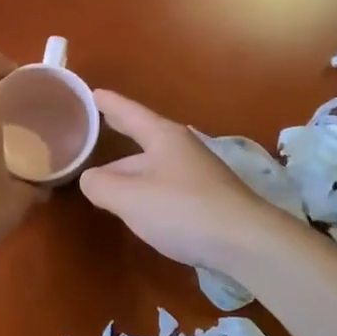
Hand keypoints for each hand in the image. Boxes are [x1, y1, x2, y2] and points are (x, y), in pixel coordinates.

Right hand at [79, 90, 296, 271]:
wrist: (247, 242)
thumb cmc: (183, 210)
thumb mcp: (130, 198)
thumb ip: (101, 185)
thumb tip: (89, 178)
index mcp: (163, 137)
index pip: (129, 113)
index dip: (108, 103)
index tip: (91, 92)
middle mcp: (181, 148)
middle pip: (142, 139)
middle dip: (118, 135)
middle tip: (96, 127)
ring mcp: (197, 174)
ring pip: (153, 166)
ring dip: (129, 169)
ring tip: (105, 177)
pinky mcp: (206, 199)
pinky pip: (165, 186)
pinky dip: (145, 189)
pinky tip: (138, 204)